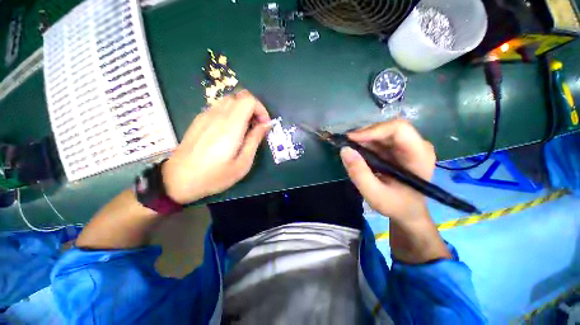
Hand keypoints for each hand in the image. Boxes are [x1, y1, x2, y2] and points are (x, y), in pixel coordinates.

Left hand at [162, 90, 270, 203]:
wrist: (178, 180)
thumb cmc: (214, 176)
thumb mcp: (242, 164)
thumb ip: (255, 140)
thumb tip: (266, 125)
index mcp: (230, 126)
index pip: (249, 100)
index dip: (261, 109)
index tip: (264, 125)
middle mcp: (217, 115)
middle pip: (240, 96)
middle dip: (253, 109)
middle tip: (256, 127)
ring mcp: (205, 116)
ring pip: (229, 100)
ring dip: (242, 110)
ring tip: (244, 129)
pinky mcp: (199, 120)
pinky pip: (219, 107)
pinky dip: (231, 113)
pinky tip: (229, 131)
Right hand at [340, 119, 435, 222]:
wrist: (408, 211)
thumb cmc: (396, 205)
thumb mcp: (375, 195)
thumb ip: (359, 174)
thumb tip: (344, 150)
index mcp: (419, 155)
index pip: (399, 129)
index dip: (373, 130)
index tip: (350, 139)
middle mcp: (416, 145)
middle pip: (388, 128)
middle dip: (364, 134)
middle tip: (345, 144)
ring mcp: (407, 146)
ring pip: (381, 132)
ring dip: (362, 139)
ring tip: (348, 149)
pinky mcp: (398, 149)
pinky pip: (379, 139)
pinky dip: (364, 143)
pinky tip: (356, 152)